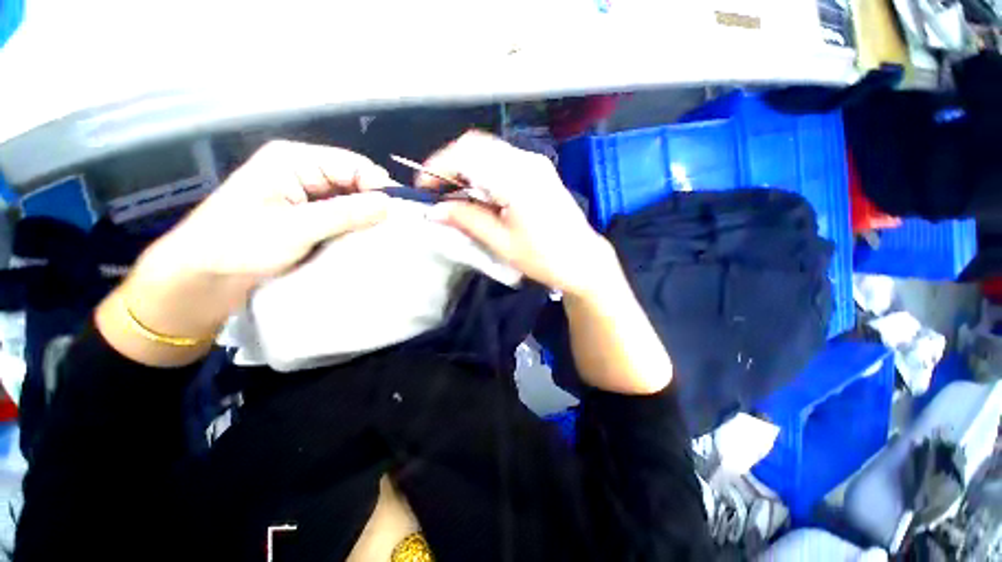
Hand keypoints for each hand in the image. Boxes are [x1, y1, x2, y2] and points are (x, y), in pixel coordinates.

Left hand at [165, 140, 393, 290]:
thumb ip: (344, 213)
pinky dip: (356, 228)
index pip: (353, 165)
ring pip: (351, 201)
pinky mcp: (308, 217)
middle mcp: (304, 172)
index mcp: (295, 161)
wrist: (203, 278)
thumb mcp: (294, 228)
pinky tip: (367, 241)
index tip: (400, 214)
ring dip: (367, 218)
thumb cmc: (238, 245)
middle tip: (396, 229)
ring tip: (386, 236)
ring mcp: (306, 196)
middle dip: (375, 203)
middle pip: (354, 182)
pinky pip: (343, 217)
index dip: (379, 186)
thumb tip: (390, 204)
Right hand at [419, 131, 614, 296]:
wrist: (582, 260)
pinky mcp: (539, 171)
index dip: (438, 167)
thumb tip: (435, 210)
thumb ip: (467, 220)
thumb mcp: (501, 242)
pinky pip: (502, 161)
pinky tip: (478, 194)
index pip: (466, 154)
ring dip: (466, 168)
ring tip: (454, 196)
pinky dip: (483, 172)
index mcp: (517, 178)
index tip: (423, 189)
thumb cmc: (544, 257)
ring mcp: (535, 163)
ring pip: (488, 151)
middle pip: (476, 145)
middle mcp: (526, 161)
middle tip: (438, 193)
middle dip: (449, 165)